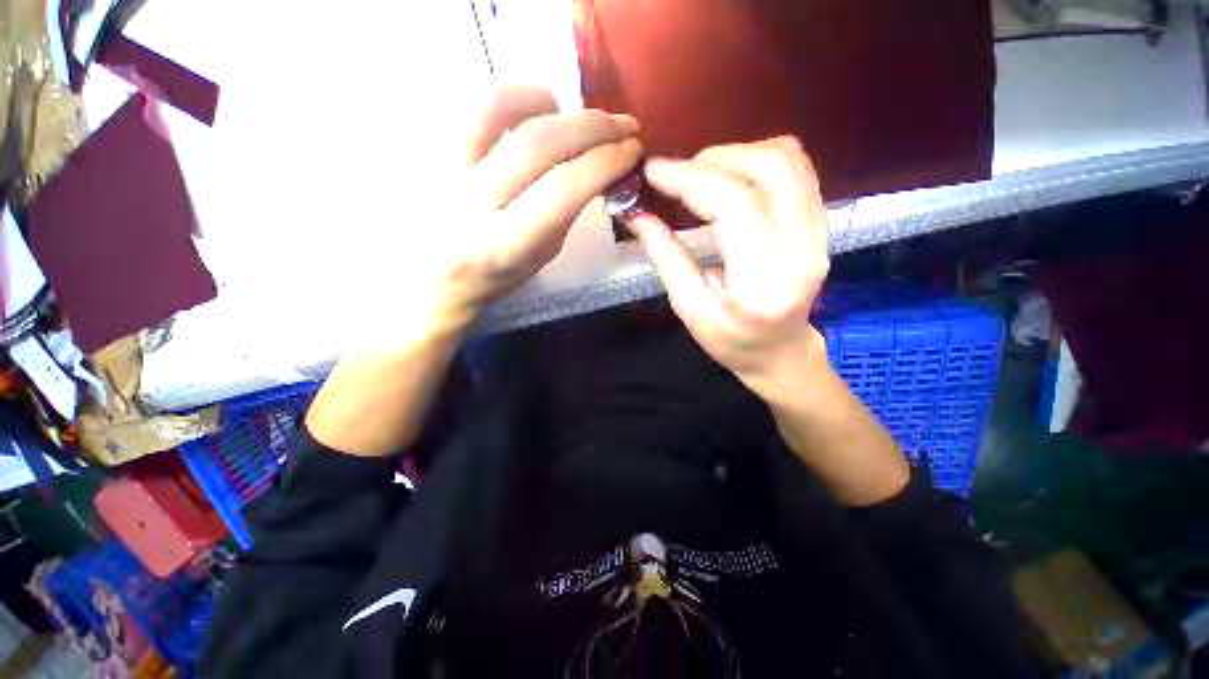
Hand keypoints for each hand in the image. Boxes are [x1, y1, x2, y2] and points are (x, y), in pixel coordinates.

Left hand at [431, 86, 642, 327]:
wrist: (433, 278)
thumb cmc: (495, 277)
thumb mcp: (541, 258)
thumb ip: (565, 215)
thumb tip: (594, 172)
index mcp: (507, 242)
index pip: (564, 189)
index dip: (605, 162)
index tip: (631, 150)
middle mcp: (473, 201)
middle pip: (538, 144)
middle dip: (591, 127)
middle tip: (622, 123)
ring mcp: (446, 169)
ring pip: (497, 109)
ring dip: (549, 101)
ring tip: (573, 111)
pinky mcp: (431, 149)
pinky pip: (473, 107)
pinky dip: (512, 96)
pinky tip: (534, 108)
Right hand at [624, 137, 830, 400]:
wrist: (781, 351)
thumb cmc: (731, 341)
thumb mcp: (690, 309)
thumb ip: (666, 258)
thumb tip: (636, 215)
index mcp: (763, 283)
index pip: (734, 206)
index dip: (689, 179)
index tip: (653, 172)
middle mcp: (802, 250)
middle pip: (769, 168)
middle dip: (713, 160)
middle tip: (678, 176)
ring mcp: (820, 232)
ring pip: (788, 159)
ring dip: (736, 155)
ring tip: (701, 176)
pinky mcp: (821, 223)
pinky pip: (797, 169)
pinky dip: (757, 160)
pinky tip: (730, 179)